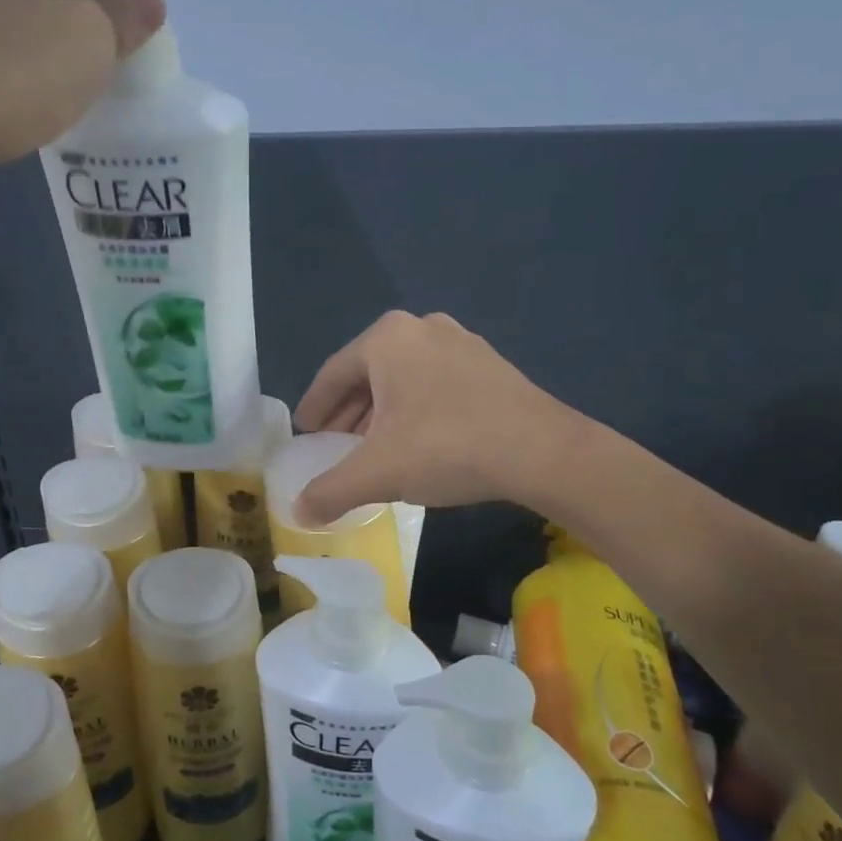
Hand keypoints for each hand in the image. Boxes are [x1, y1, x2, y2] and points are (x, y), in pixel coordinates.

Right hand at [293, 311, 589, 523]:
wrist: (543, 452)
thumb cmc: (445, 447)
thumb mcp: (377, 473)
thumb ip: (329, 491)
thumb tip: (298, 512)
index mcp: (387, 338)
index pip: (332, 375)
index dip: (314, 409)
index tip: (305, 434)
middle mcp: (421, 328)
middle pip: (368, 374)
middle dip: (348, 413)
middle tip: (335, 445)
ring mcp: (460, 342)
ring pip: (402, 379)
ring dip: (381, 413)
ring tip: (373, 448)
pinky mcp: (489, 364)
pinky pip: (434, 383)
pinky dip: (415, 409)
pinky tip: (418, 442)